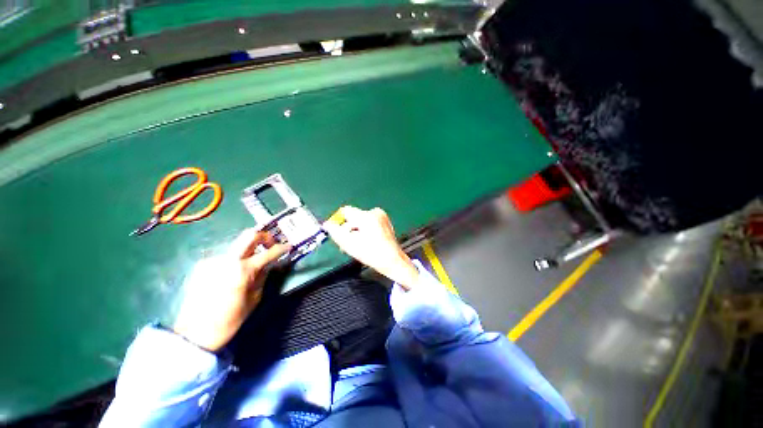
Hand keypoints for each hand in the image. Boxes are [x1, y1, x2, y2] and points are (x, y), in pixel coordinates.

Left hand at [173, 230, 289, 351]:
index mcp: (243, 270)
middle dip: (265, 236)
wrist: (195, 333)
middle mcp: (227, 260)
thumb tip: (268, 264)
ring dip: (248, 253)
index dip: (282, 248)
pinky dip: (234, 262)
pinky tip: (231, 276)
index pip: (269, 252)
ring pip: (237, 248)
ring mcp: (212, 260)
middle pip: (249, 235)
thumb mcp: (255, 298)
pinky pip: (225, 258)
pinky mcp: (202, 265)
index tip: (288, 246)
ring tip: (248, 268)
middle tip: (271, 244)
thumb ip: (263, 276)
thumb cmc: (230, 319)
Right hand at [323, 206, 419, 289]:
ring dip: (356, 231)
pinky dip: (365, 230)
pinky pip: (369, 222)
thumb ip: (336, 233)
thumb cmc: (372, 254)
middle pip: (353, 217)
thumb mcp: (350, 245)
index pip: (345, 211)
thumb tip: (327, 224)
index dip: (338, 222)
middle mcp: (375, 212)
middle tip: (347, 244)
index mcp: (367, 216)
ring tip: (358, 245)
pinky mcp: (385, 221)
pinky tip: (367, 241)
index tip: (338, 234)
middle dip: (348, 229)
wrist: (393, 261)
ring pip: (360, 220)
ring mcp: (382, 216)